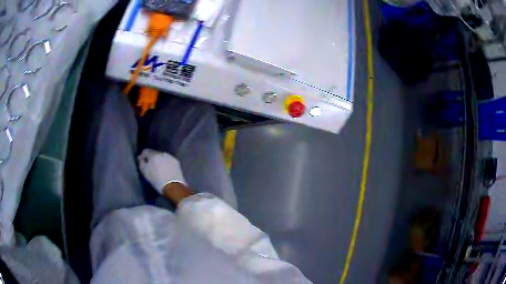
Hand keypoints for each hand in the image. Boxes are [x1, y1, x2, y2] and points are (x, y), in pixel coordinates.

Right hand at [137, 149, 185, 194]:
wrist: (173, 186)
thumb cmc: (156, 180)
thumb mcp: (145, 172)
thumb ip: (141, 163)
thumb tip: (140, 158)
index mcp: (153, 155)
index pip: (145, 151)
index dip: (142, 156)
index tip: (141, 162)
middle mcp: (162, 153)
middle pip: (154, 153)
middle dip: (151, 158)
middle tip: (149, 166)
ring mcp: (170, 157)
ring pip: (162, 157)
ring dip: (159, 160)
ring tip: (158, 169)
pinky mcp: (176, 162)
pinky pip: (168, 160)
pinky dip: (165, 163)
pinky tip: (165, 170)